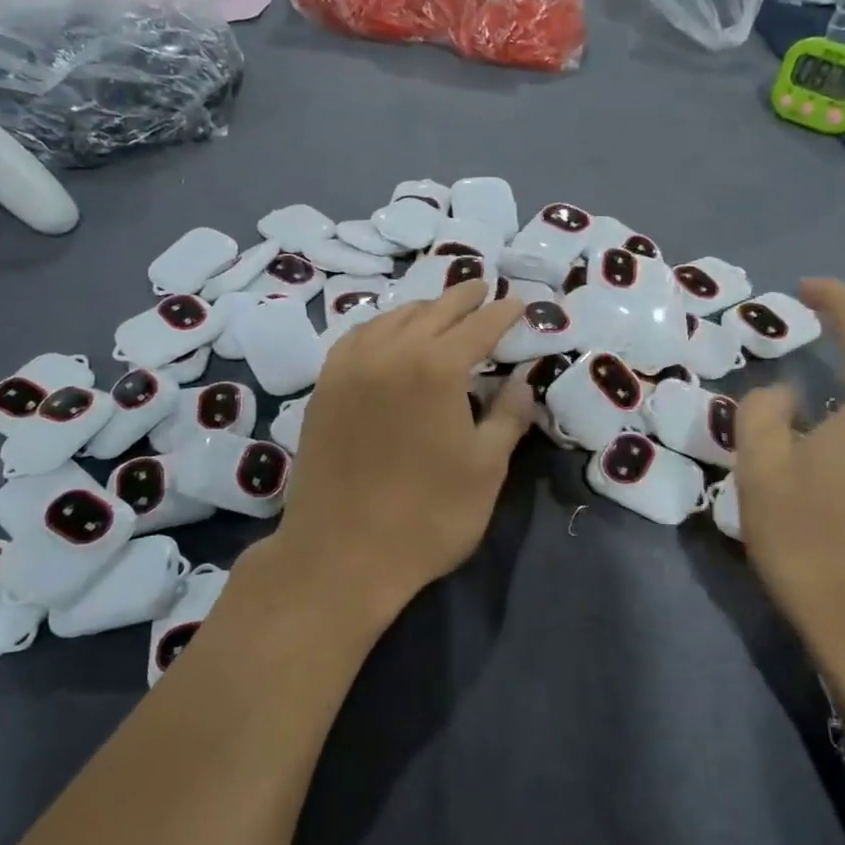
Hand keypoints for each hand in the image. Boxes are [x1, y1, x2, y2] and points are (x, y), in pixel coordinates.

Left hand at [262, 280, 533, 623]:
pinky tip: (388, 335)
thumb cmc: (427, 516)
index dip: (502, 313)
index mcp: (436, 367)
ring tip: (440, 310)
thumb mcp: (486, 468)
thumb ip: (508, 415)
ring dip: (422, 310)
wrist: (341, 554)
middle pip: (433, 312)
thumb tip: (520, 380)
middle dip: (463, 299)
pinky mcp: (325, 386)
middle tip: (482, 290)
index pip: (478, 326)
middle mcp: (390, 352)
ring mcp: (350, 367)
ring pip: (392, 319)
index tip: (517, 304)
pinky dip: (382, 327)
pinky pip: (357, 338)